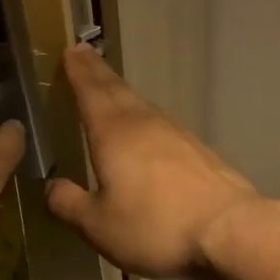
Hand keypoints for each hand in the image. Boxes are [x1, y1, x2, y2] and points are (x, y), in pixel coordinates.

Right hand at [46, 44, 259, 278]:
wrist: (228, 229)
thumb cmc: (155, 225)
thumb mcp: (99, 225)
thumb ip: (70, 204)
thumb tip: (51, 186)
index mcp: (113, 133)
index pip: (90, 93)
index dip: (78, 72)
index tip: (70, 50)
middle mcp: (144, 123)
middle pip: (116, 90)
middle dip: (97, 72)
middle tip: (83, 53)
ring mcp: (175, 133)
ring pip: (140, 103)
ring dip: (121, 91)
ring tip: (109, 87)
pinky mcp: (197, 149)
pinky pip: (160, 122)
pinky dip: (143, 115)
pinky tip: (145, 128)